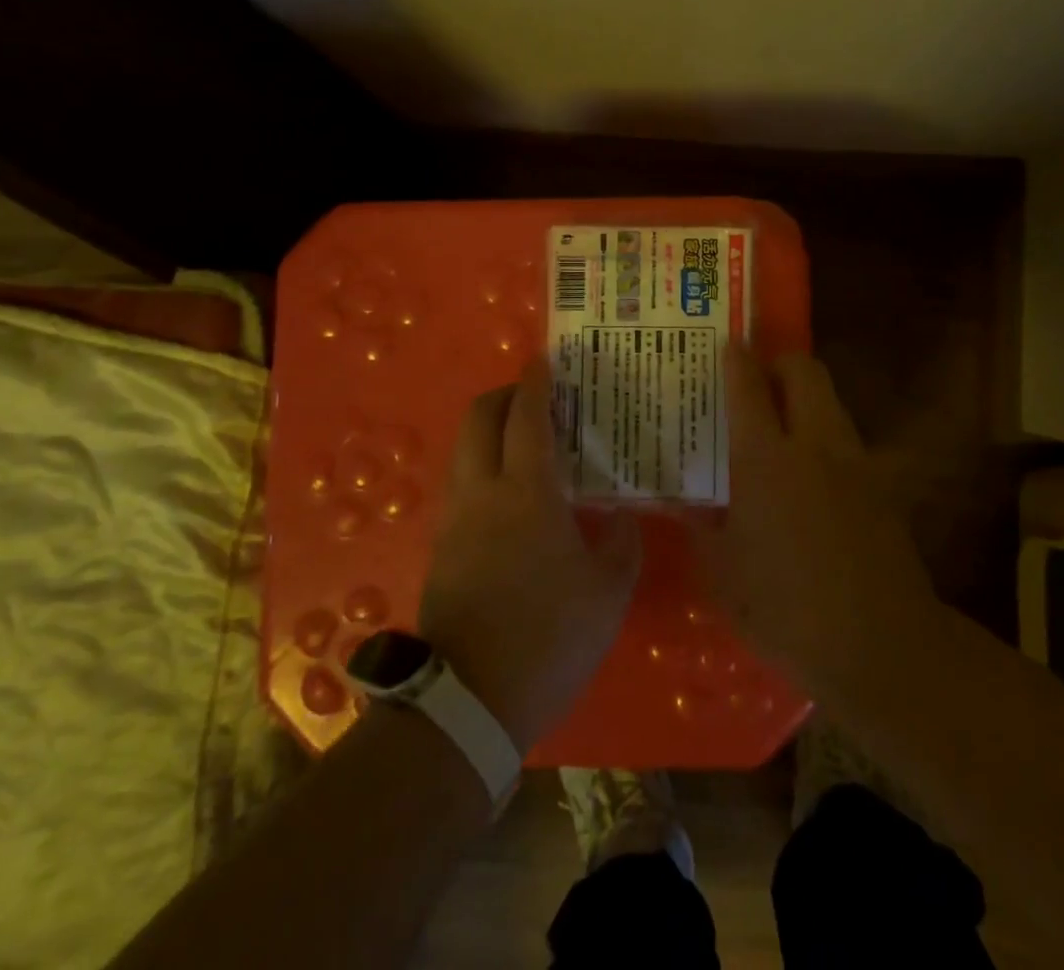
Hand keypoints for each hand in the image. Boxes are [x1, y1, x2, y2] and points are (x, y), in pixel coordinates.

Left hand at [419, 357, 642, 751]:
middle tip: (536, 398)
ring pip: (464, 449)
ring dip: (490, 431)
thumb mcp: (609, 591)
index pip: (526, 417)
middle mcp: (482, 492)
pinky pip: (462, 484)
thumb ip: (620, 541)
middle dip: (503, 396)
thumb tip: (619, 513)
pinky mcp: (442, 546)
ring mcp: (455, 519)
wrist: (471, 702)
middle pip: (478, 418)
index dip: (536, 383)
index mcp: (527, 493)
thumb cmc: (550, 637)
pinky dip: (483, 466)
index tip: (546, 360)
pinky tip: (513, 494)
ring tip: (528, 444)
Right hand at [692, 344, 934, 686]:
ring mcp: (855, 463)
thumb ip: (700, 527)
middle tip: (754, 381)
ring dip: (804, 397)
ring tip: (778, 425)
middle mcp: (814, 444)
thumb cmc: (786, 610)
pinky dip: (824, 436)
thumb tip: (683, 502)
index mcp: (766, 459)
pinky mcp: (881, 487)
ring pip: (830, 401)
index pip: (748, 386)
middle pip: (805, 371)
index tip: (726, 344)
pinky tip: (809, 475)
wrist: (880, 647)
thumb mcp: (723, 572)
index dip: (736, 358)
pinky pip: (847, 439)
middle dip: (779, 362)